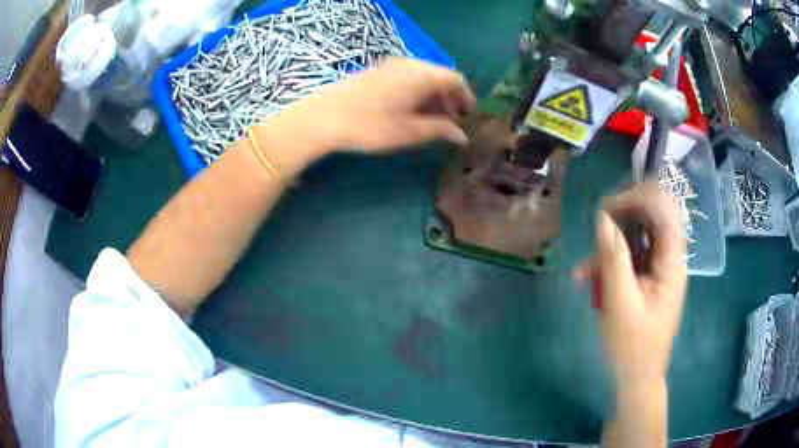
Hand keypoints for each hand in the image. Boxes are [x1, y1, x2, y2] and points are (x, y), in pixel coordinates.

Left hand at [256, 57, 475, 171]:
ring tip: (431, 120)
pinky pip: (407, 77)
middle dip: (450, 98)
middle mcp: (410, 64)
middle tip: (451, 122)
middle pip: (440, 76)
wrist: (323, 116)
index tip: (468, 117)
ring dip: (433, 96)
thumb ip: (440, 130)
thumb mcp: (409, 132)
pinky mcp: (377, 70)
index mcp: (423, 75)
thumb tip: (462, 135)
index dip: (466, 98)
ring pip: (423, 76)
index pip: (456, 79)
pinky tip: (410, 110)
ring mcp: (392, 65)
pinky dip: (417, 91)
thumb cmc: (370, 125)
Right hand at [575, 182, 686, 385]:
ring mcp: (660, 266)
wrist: (638, 377)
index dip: (637, 197)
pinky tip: (588, 278)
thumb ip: (614, 259)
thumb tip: (603, 218)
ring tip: (585, 269)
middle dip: (622, 216)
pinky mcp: (649, 276)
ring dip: (611, 243)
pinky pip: (631, 255)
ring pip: (639, 234)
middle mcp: (670, 257)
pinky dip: (610, 261)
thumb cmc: (632, 347)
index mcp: (672, 262)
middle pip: (653, 214)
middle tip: (596, 228)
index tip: (606, 210)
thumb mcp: (620, 305)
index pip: (664, 208)